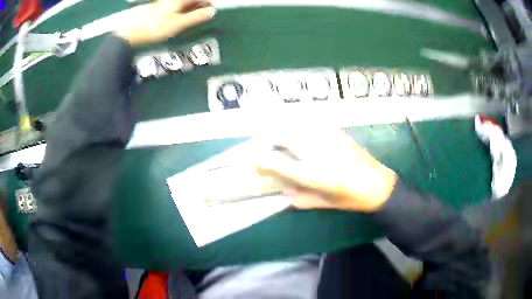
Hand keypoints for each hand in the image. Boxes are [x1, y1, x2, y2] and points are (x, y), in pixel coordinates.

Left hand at [114, 0, 215, 45]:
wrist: (131, 33)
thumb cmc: (154, 28)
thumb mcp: (177, 24)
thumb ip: (195, 17)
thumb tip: (213, 11)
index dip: (208, 4)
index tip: (212, 13)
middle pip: (192, 0)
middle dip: (200, 6)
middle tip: (204, 18)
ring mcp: (166, 3)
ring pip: (184, 4)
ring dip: (191, 10)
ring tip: (194, 20)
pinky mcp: (160, 9)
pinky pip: (176, 8)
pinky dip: (182, 13)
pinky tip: (181, 20)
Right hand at [256, 128, 397, 212]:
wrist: (377, 184)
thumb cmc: (349, 198)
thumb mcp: (322, 203)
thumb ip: (300, 198)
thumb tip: (284, 191)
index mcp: (312, 172)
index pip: (277, 162)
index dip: (261, 160)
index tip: (252, 161)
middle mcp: (317, 150)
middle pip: (284, 135)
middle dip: (270, 140)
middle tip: (265, 148)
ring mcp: (327, 137)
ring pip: (297, 125)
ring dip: (284, 130)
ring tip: (281, 139)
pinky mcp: (336, 132)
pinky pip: (312, 124)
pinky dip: (302, 127)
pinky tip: (303, 134)